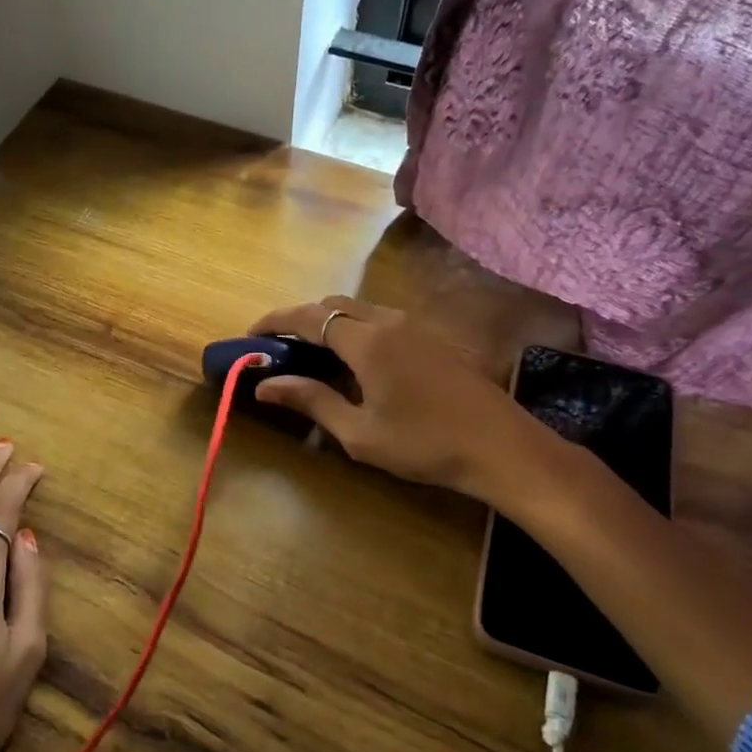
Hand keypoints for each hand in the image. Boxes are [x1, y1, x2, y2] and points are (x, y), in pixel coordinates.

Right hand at [249, 296, 568, 505]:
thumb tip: (264, 385)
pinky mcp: (432, 337)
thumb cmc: (424, 444)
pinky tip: (357, 363)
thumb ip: (311, 401)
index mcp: (366, 341)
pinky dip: (356, 329)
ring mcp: (415, 326)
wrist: (501, 447)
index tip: (250, 334)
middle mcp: (388, 321)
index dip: (274, 321)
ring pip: (360, 309)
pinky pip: (382, 320)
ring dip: (331, 323)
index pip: (308, 317)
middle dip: (301, 319)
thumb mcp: (359, 432)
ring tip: (314, 356)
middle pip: (333, 304)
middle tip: (281, 348)